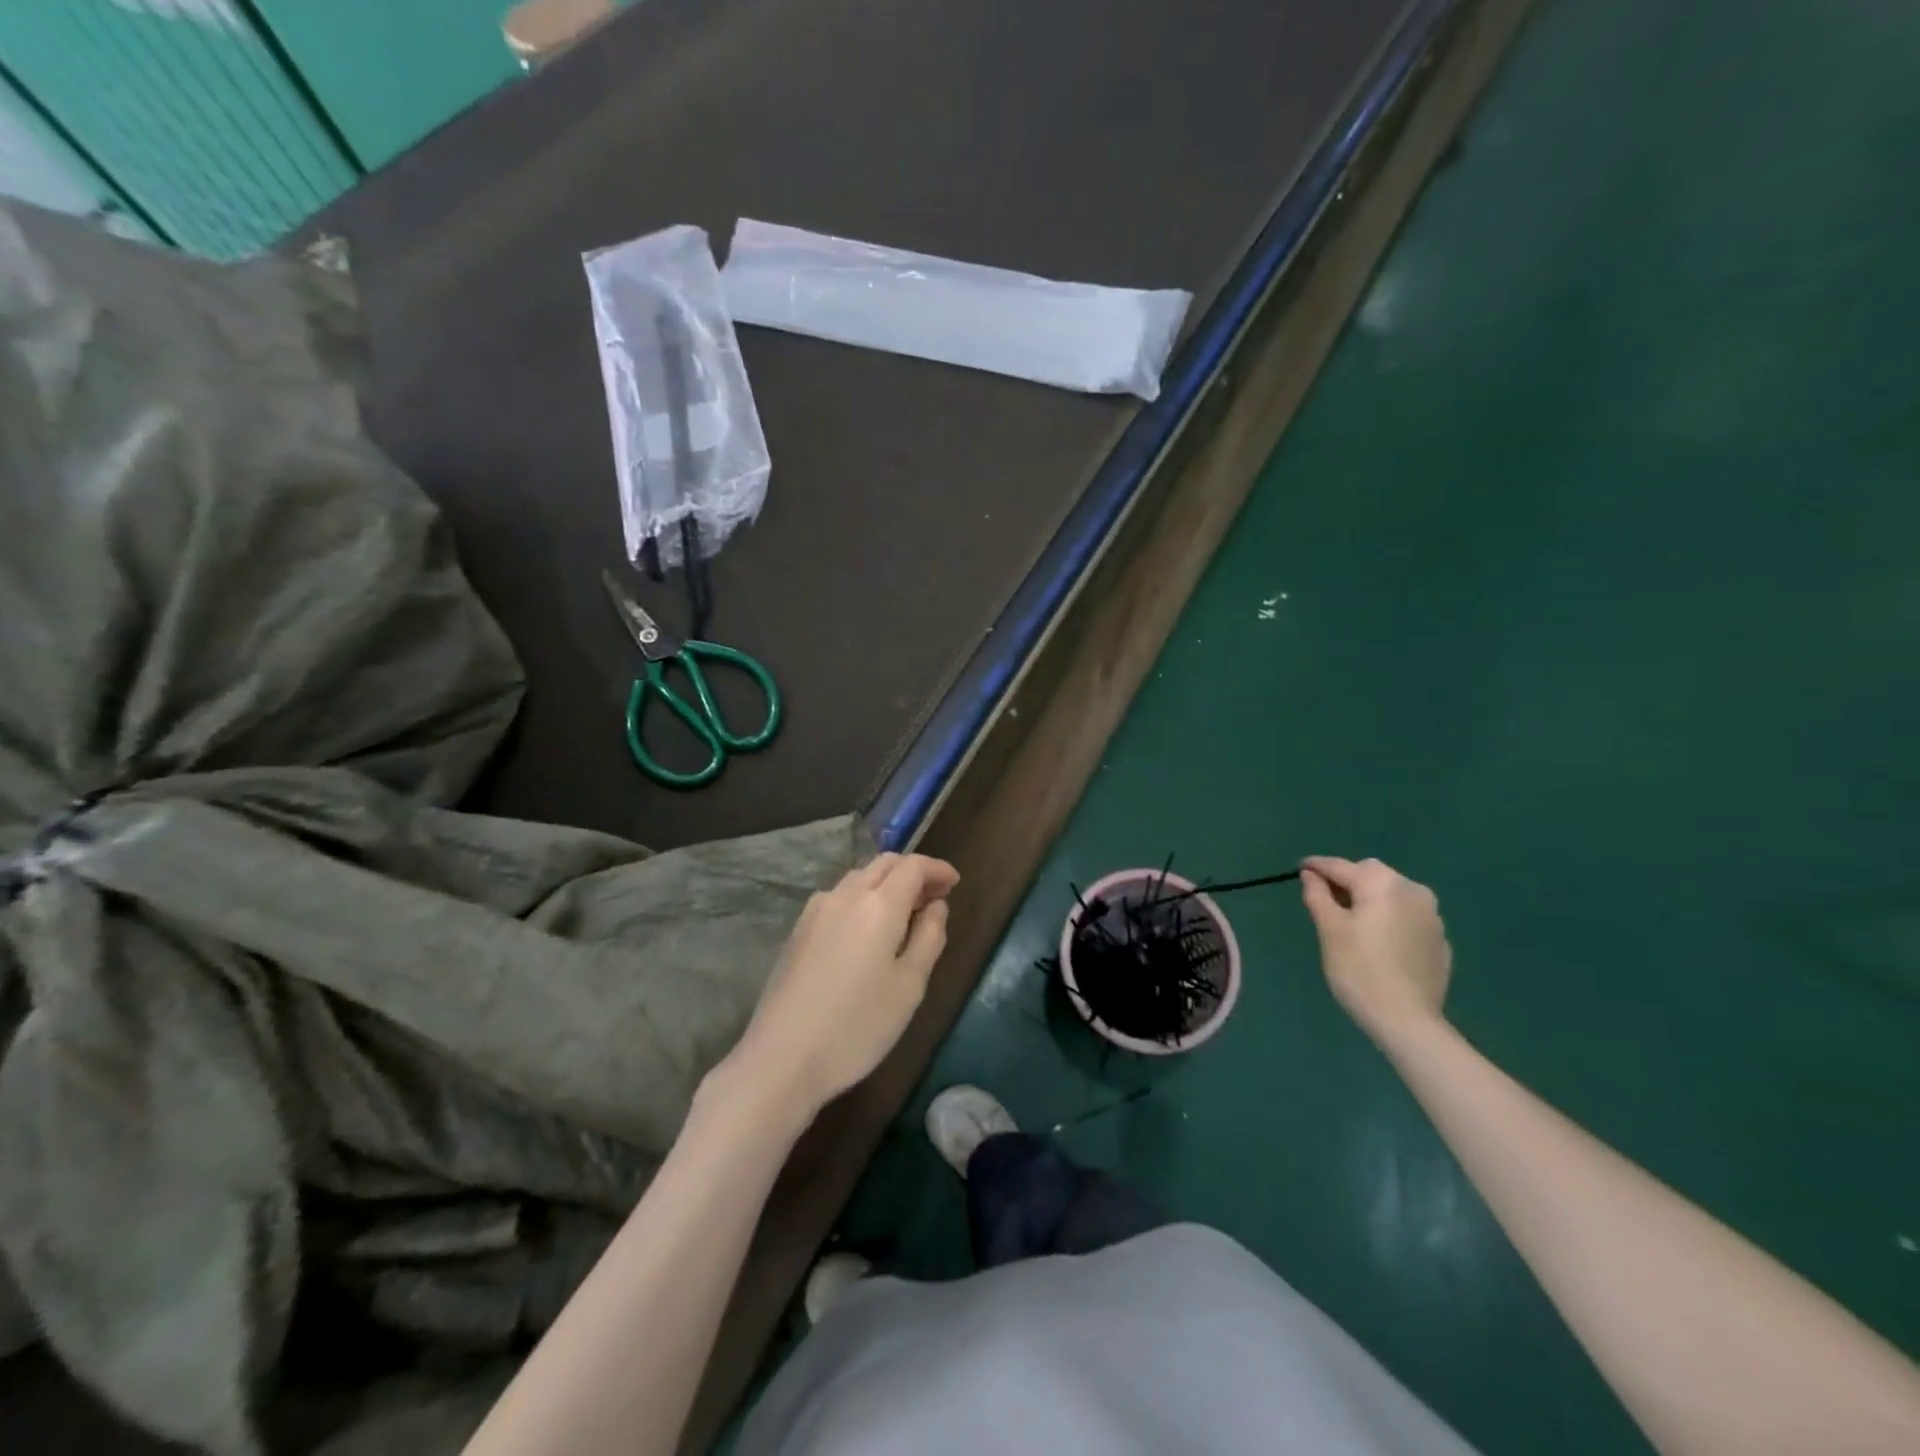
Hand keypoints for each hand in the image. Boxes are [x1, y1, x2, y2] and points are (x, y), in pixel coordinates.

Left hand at [727, 853, 959, 1115]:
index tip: (954, 883)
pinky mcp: (798, 930)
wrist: (781, 1059)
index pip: (913, 866)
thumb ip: (929, 938)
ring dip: (886, 884)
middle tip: (934, 898)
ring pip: (859, 878)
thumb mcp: (909, 986)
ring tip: (904, 915)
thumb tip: (936, 906)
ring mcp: (816, 911)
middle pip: (884, 864)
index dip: (937, 869)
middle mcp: (845, 895)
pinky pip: (839, 897)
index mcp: (878, 904)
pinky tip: (867, 931)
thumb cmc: (857, 1026)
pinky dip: (862, 898)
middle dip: (912, 872)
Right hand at [1300, 856, 1451, 1049]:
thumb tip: (1311, 875)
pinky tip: (1379, 941)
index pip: (1342, 867)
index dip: (1318, 866)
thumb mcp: (1330, 930)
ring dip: (1371, 898)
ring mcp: (1432, 916)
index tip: (1299, 868)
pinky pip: (1408, 916)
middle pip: (1372, 874)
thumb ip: (1318, 896)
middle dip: (1348, 880)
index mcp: (1383, 884)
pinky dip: (1390, 918)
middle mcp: (1413, 891)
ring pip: (1393, 893)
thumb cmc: (1359, 970)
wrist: (1408, 1020)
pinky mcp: (1440, 940)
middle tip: (1325, 898)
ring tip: (1351, 919)